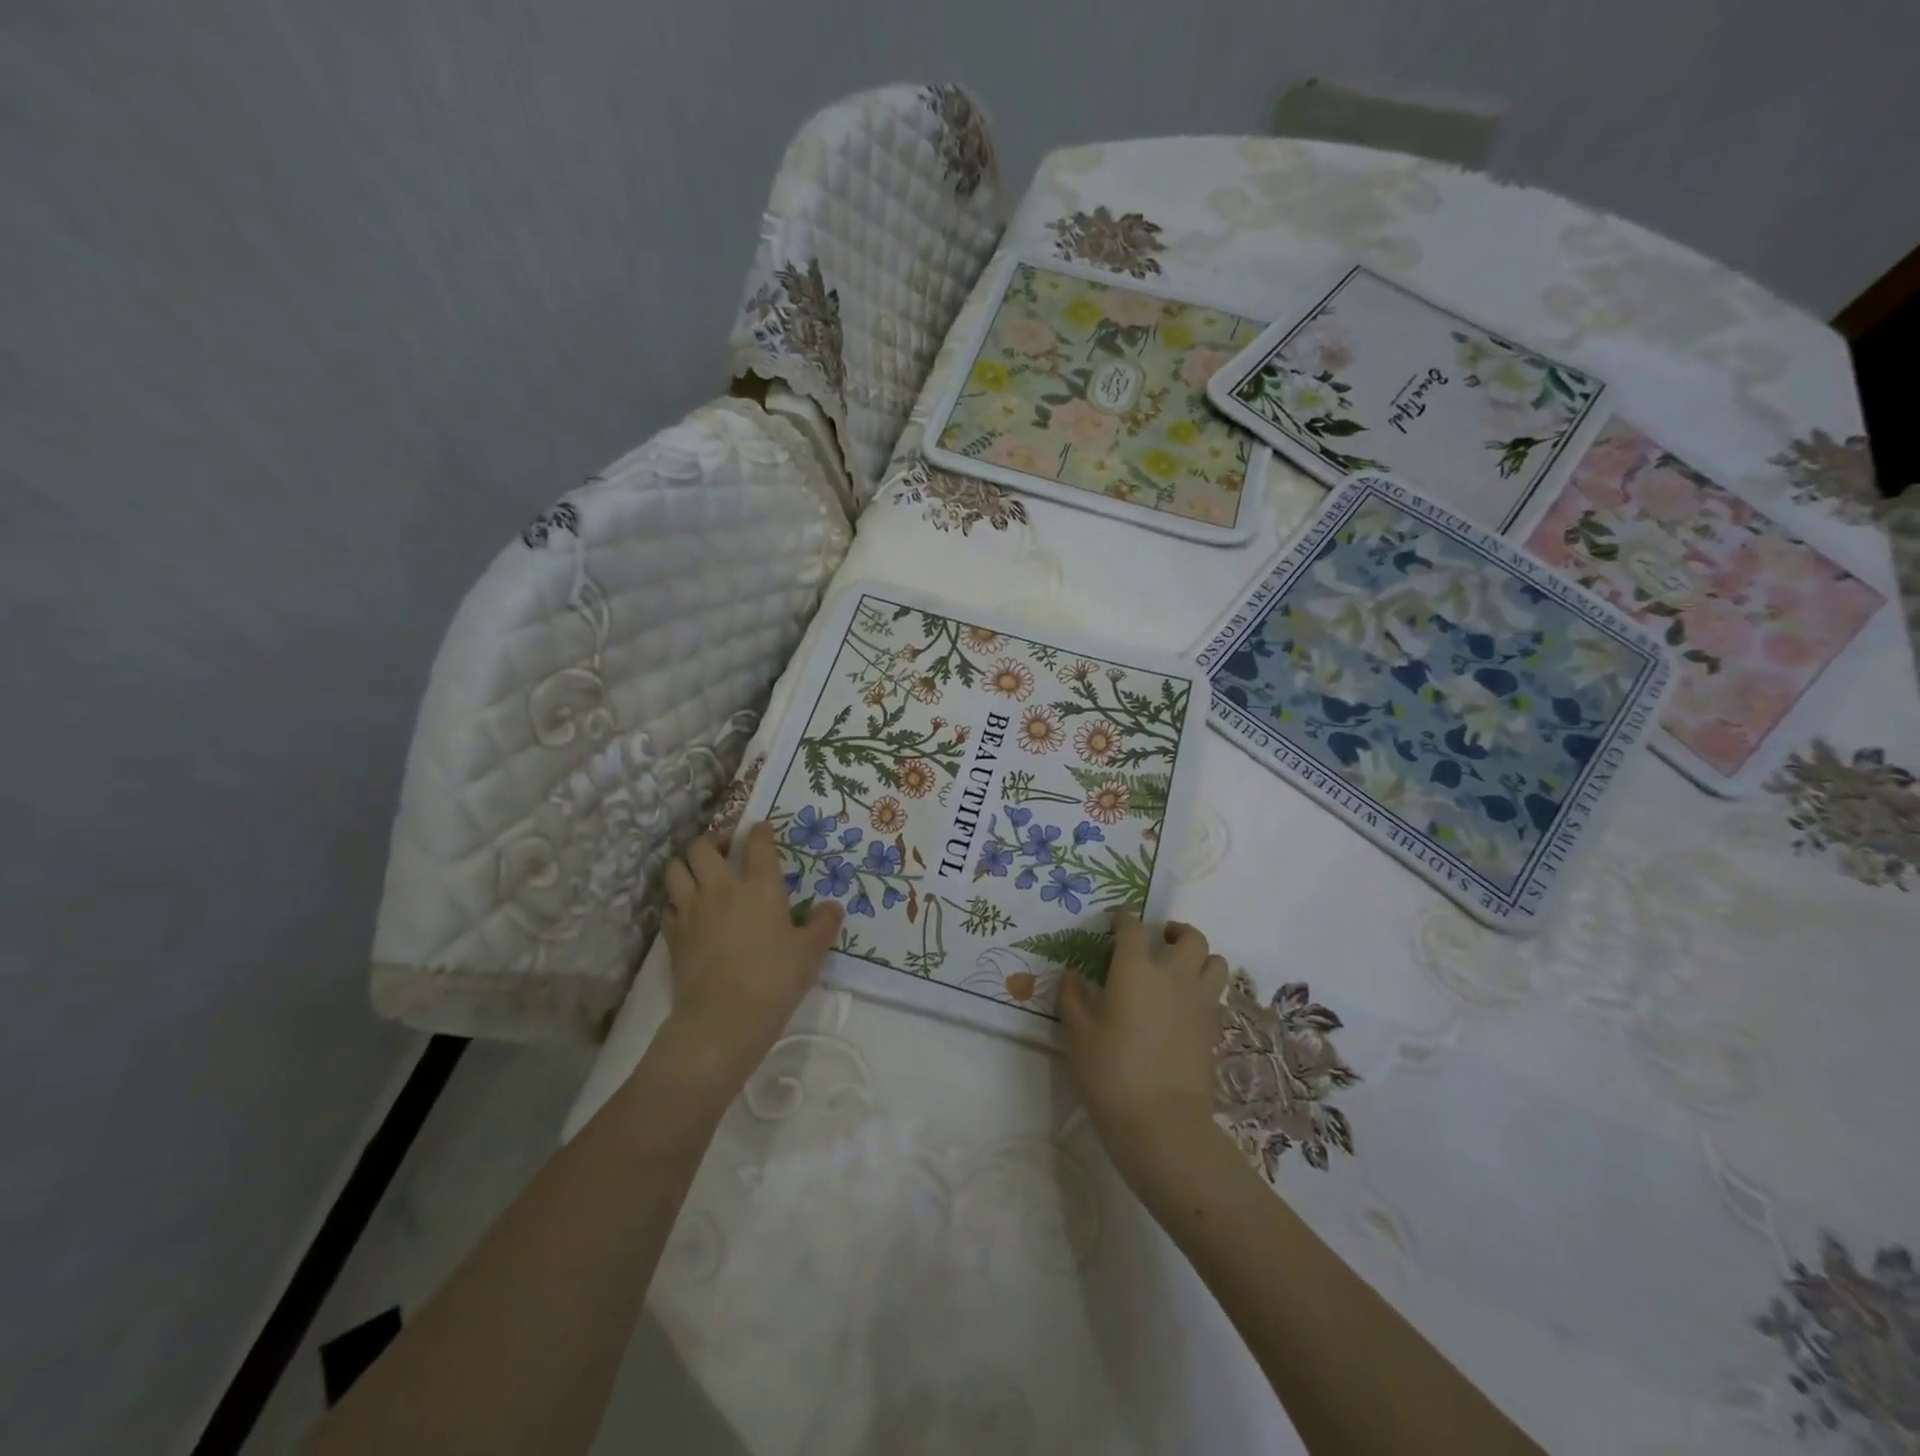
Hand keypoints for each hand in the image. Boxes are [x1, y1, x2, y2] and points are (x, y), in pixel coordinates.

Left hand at [659, 821, 842, 1093]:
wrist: (725, 1017)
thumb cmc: (775, 978)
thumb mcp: (811, 951)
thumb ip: (823, 924)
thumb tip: (833, 906)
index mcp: (760, 886)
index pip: (758, 844)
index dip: (759, 831)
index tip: (761, 827)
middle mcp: (722, 888)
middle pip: (704, 847)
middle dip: (714, 840)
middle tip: (726, 848)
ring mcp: (692, 909)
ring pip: (676, 869)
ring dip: (687, 864)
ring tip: (699, 871)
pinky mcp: (673, 934)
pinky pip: (668, 905)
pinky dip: (676, 901)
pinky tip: (687, 910)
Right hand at [1058, 910, 1229, 1189]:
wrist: (1161, 1121)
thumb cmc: (1110, 1073)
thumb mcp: (1078, 1034)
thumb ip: (1073, 998)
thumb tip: (1071, 975)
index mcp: (1135, 969)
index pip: (1133, 927)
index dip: (1125, 917)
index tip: (1118, 919)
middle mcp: (1173, 975)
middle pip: (1189, 936)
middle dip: (1174, 931)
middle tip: (1159, 939)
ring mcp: (1199, 1001)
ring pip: (1215, 961)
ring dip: (1199, 957)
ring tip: (1181, 968)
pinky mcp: (1214, 1027)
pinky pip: (1217, 993)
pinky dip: (1204, 988)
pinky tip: (1186, 1004)